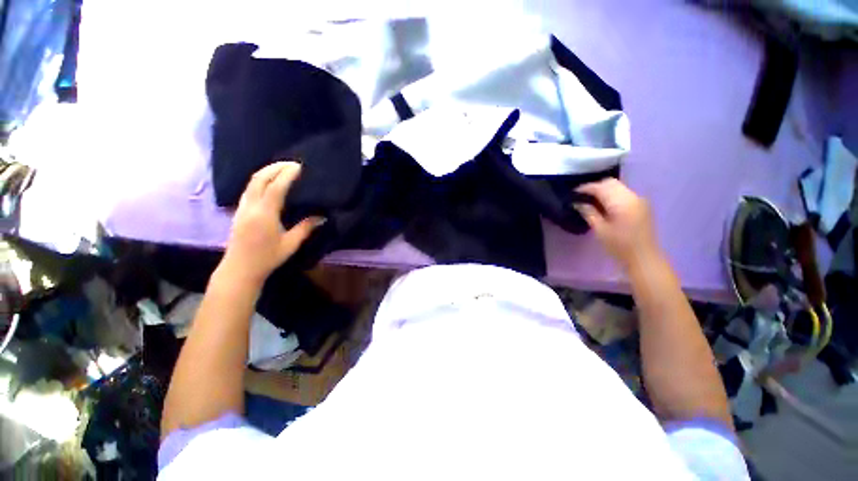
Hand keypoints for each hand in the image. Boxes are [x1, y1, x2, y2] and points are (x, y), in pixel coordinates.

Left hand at [220, 162, 321, 286]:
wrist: (240, 268)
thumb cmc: (267, 258)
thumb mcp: (291, 244)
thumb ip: (306, 228)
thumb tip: (322, 217)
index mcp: (265, 214)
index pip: (276, 187)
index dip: (287, 175)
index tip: (299, 167)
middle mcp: (251, 206)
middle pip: (259, 179)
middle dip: (275, 167)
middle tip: (292, 163)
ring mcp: (242, 207)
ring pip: (252, 182)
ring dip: (266, 171)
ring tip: (282, 168)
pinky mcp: (239, 211)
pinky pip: (249, 188)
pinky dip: (260, 180)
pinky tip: (269, 182)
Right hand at [575, 178, 662, 270]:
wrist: (644, 258)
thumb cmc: (619, 246)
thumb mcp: (600, 229)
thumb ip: (589, 212)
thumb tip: (577, 203)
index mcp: (622, 202)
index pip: (601, 187)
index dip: (585, 188)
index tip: (572, 193)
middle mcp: (632, 196)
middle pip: (611, 183)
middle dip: (594, 187)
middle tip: (580, 196)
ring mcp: (638, 200)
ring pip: (617, 187)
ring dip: (603, 190)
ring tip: (589, 200)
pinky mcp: (641, 205)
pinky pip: (623, 193)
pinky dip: (611, 195)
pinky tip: (603, 205)